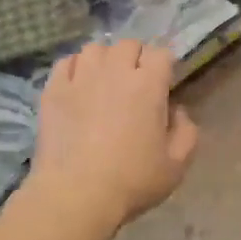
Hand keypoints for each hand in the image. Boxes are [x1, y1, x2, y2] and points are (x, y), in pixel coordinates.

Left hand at [29, 40, 199, 229]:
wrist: (75, 194)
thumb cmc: (132, 181)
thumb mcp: (177, 165)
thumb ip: (186, 132)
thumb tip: (177, 110)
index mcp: (148, 85)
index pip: (161, 54)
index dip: (164, 67)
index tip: (163, 86)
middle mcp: (114, 71)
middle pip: (128, 45)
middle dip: (135, 59)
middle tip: (134, 84)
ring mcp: (80, 77)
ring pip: (95, 48)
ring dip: (104, 60)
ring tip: (104, 81)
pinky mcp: (53, 89)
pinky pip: (66, 62)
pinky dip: (74, 68)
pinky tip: (77, 86)